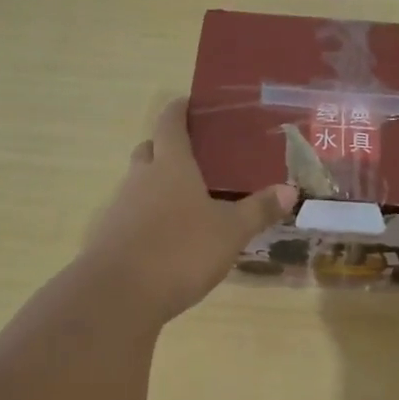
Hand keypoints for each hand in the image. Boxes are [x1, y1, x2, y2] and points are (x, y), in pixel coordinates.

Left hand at [83, 99, 298, 321]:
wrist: (117, 296)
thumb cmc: (180, 250)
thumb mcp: (230, 232)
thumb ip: (258, 210)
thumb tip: (289, 190)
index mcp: (170, 166)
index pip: (170, 123)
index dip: (178, 110)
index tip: (188, 103)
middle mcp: (141, 179)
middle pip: (149, 150)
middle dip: (166, 148)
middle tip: (194, 156)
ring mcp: (119, 208)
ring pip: (138, 184)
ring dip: (156, 186)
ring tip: (186, 202)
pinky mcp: (108, 238)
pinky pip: (130, 216)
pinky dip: (147, 219)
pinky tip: (167, 239)